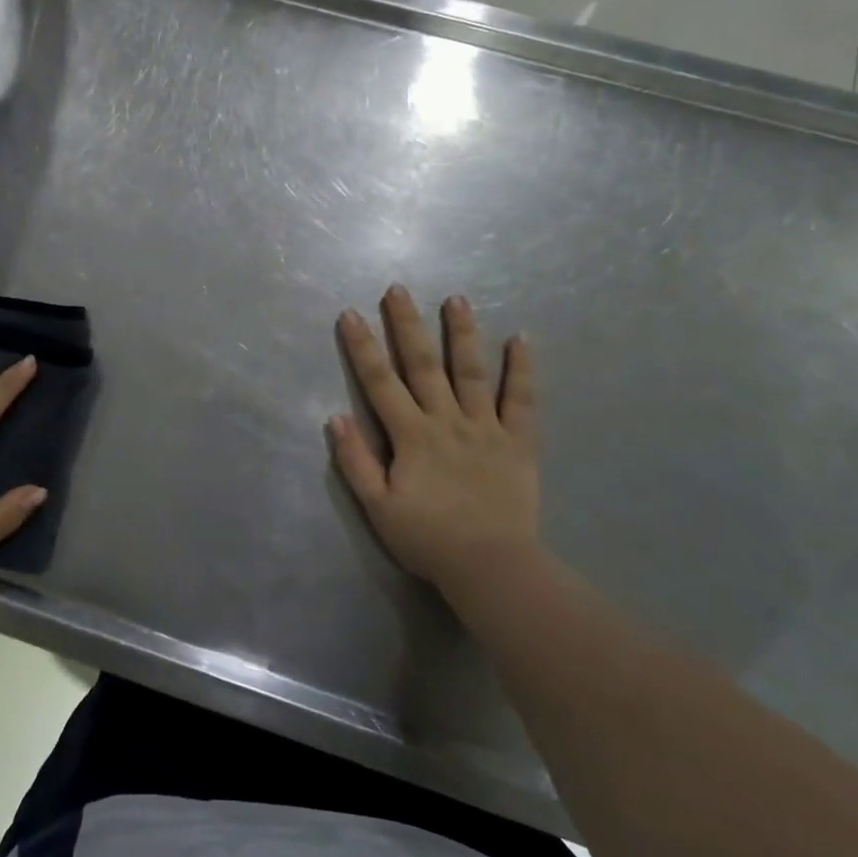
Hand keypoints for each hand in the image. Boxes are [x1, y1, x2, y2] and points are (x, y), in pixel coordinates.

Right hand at [328, 285, 543, 612]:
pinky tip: (521, 338)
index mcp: (411, 436)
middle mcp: (447, 420)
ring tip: (456, 299)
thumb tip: (335, 417)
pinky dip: (522, 369)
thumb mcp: (378, 507)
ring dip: (462, 334)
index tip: (351, 314)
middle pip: (423, 365)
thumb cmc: (428, 538)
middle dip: (408, 325)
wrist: (490, 566)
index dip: (363, 347)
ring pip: (471, 372)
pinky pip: (522, 400)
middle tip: (398, 289)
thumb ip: (356, 461)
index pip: (380, 383)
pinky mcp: (518, 442)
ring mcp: (485, 427)